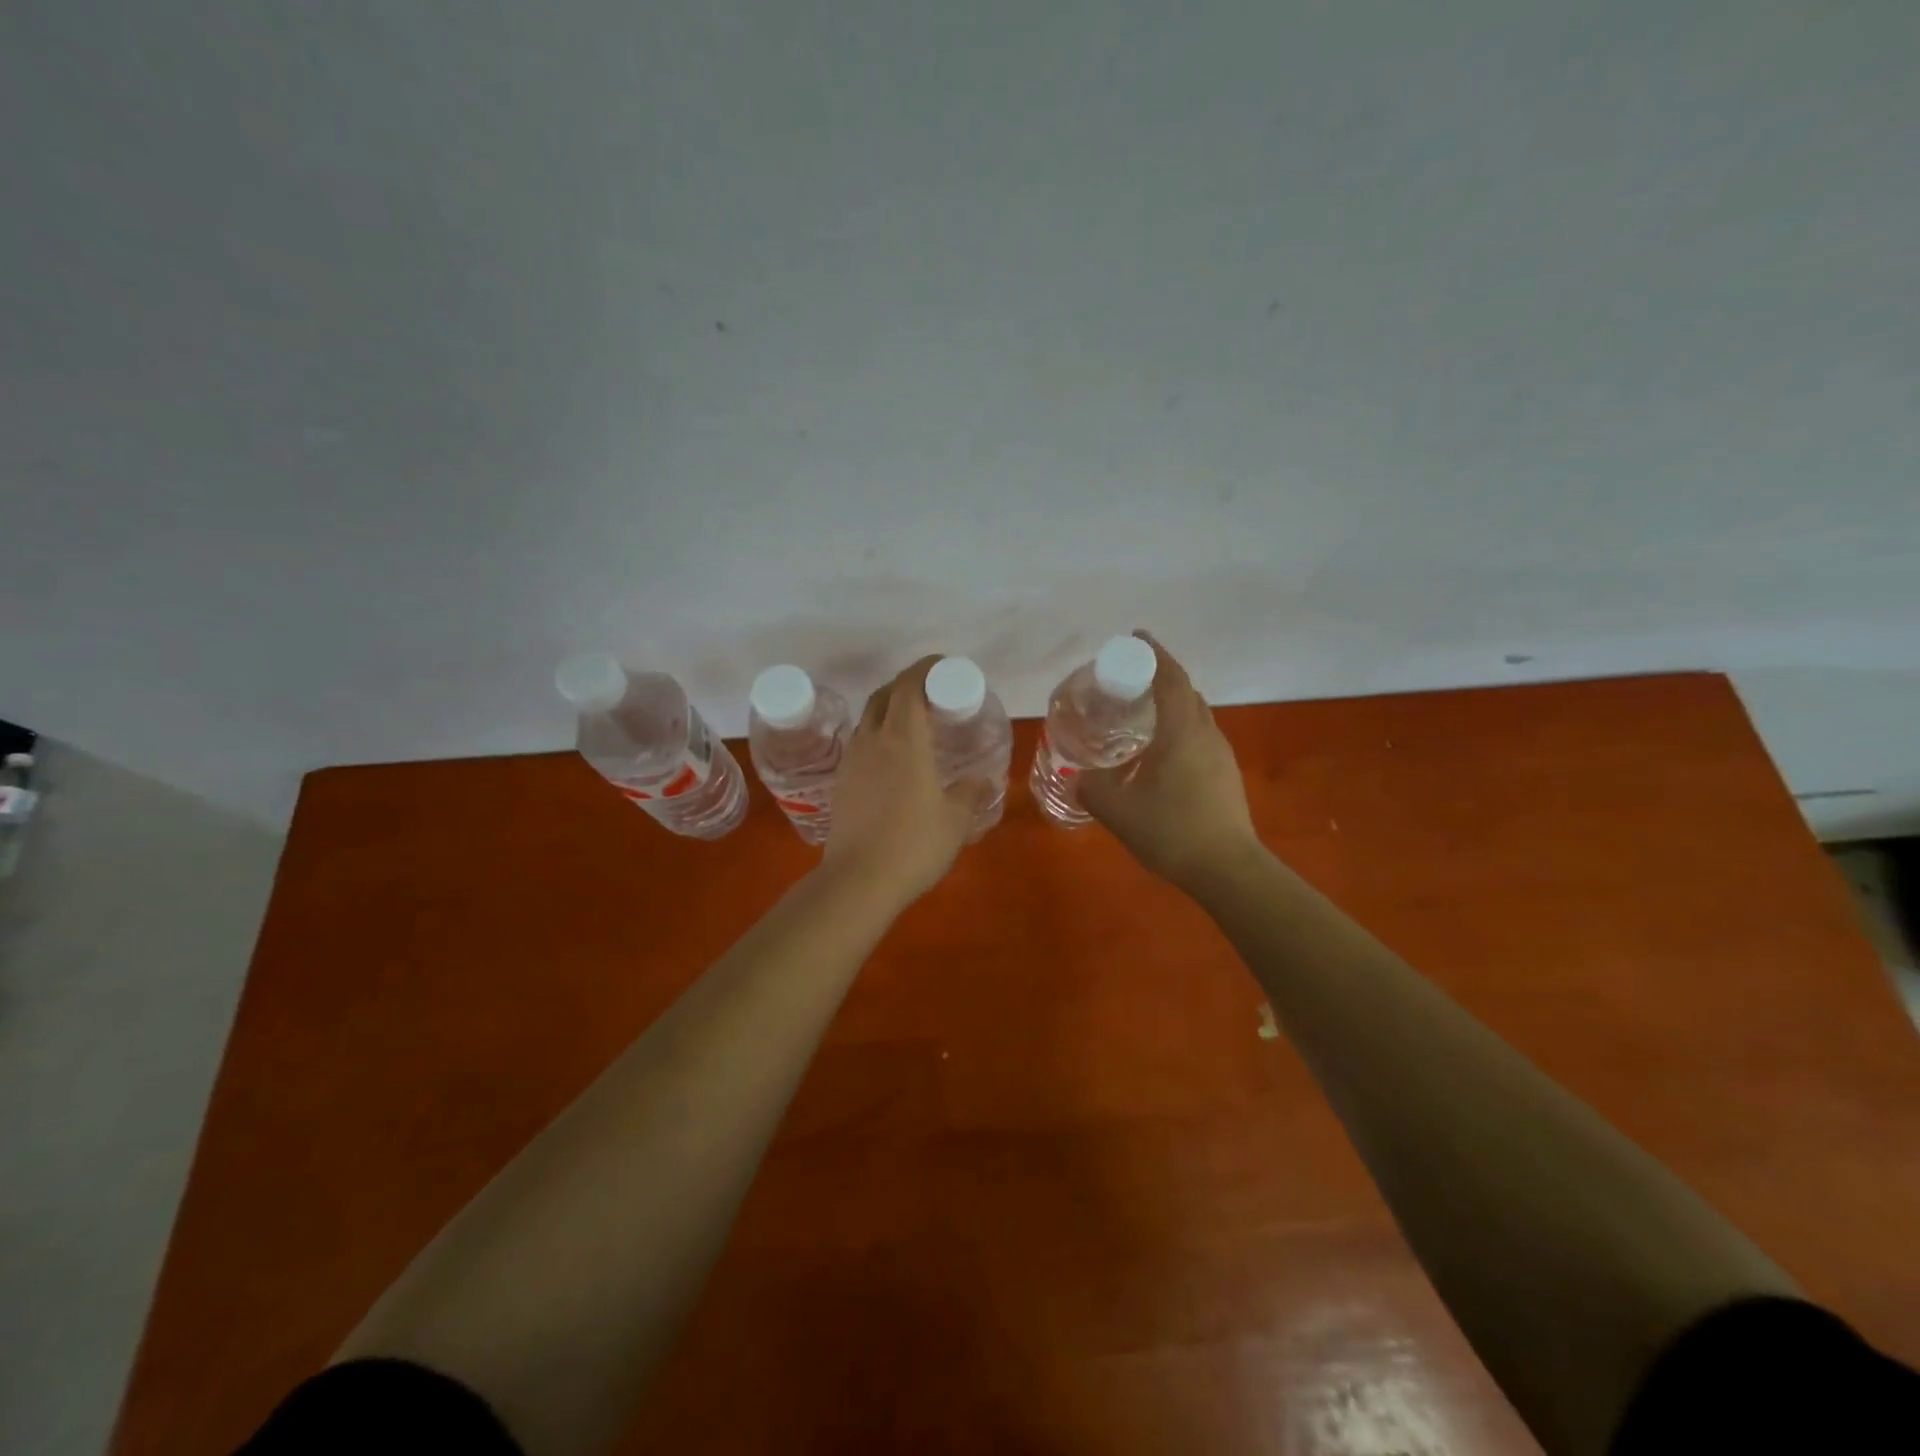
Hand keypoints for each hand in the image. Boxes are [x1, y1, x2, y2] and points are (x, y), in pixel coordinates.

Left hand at [822, 656, 990, 904]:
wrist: (858, 881)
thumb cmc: (914, 845)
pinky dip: (878, 737)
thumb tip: (982, 781)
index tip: (943, 667)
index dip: (924, 669)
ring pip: (868, 720)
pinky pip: (861, 745)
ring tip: (913, 724)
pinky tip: (892, 759)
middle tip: (930, 693)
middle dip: (905, 685)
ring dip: (889, 710)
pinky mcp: (841, 784)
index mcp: (903, 739)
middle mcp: (872, 741)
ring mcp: (852, 762)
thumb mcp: (955, 820)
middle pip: (884, 696)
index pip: (909, 686)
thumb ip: (970, 794)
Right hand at [1079, 633, 1260, 892]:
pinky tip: (1159, 756)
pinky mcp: (1226, 775)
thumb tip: (1080, 776)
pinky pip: (1200, 737)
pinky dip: (1179, 730)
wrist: (1228, 870)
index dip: (1154, 653)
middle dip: (1160, 678)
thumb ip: (1092, 787)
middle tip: (1129, 682)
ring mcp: (1221, 755)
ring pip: (1196, 716)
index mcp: (1182, 732)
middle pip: (1186, 692)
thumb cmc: (1172, 831)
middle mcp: (1206, 734)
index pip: (1170, 678)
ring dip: (1171, 706)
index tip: (1135, 638)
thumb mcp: (1117, 810)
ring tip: (1140, 718)